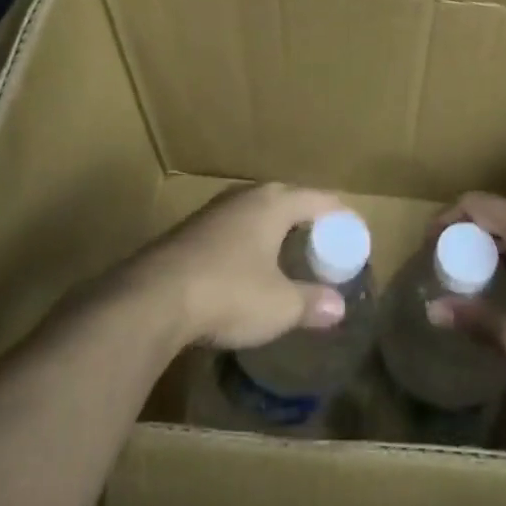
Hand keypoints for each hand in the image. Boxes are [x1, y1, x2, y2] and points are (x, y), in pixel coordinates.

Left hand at [131, 183, 350, 349]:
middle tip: (323, 242)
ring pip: (254, 212)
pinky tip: (246, 266)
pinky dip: (248, 242)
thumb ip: (312, 303)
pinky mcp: (188, 232)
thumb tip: (338, 308)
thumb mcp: (279, 306)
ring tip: (287, 252)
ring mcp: (212, 212)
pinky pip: (231, 228)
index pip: (319, 199)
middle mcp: (244, 197)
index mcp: (273, 204)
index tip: (354, 232)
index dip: (339, 216)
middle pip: (286, 199)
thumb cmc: (229, 292)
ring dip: (273, 229)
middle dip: (306, 218)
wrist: (151, 299)